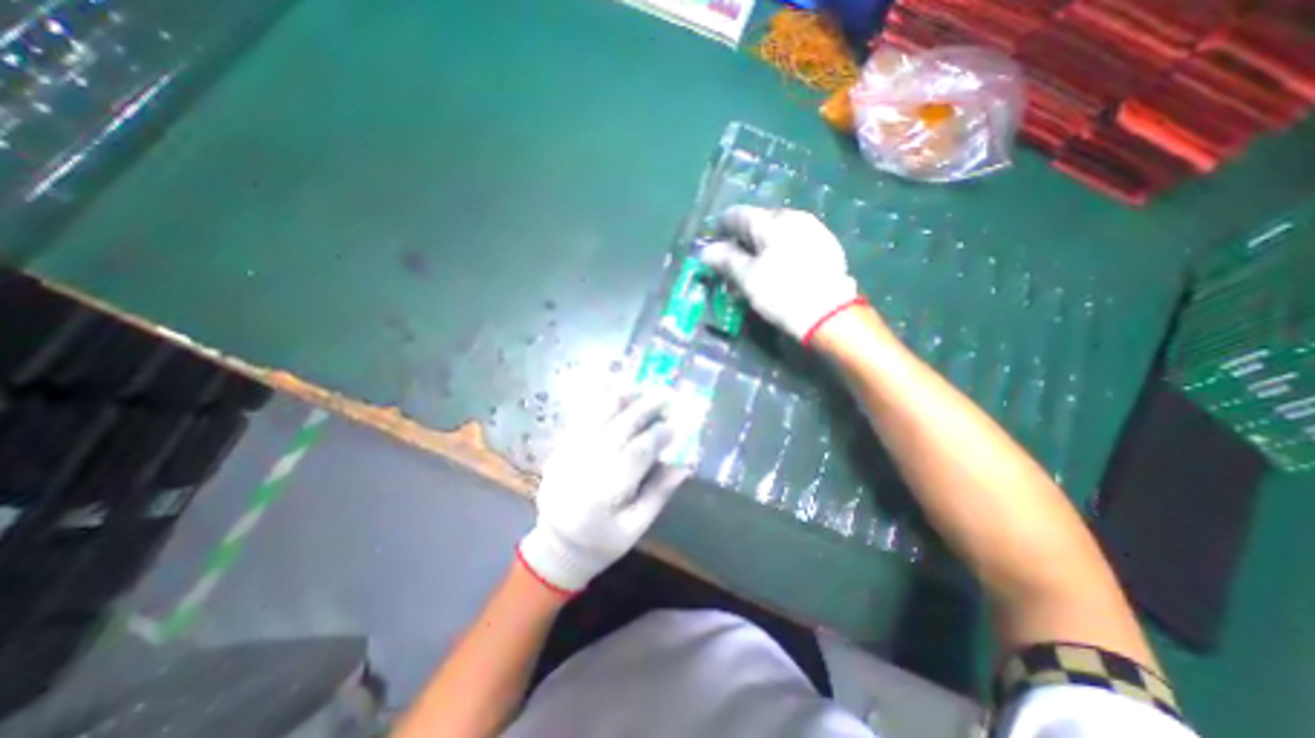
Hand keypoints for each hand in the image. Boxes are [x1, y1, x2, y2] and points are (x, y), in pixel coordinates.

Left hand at [519, 393, 693, 593]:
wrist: (555, 546)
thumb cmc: (601, 542)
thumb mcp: (635, 528)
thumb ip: (659, 493)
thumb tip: (684, 464)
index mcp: (605, 492)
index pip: (637, 453)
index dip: (659, 436)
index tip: (676, 424)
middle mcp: (585, 465)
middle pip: (619, 427)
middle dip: (645, 407)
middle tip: (667, 394)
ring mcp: (569, 452)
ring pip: (597, 415)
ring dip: (623, 398)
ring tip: (644, 389)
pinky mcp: (561, 447)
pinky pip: (583, 416)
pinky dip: (601, 403)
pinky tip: (618, 396)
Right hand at [704, 206, 871, 343]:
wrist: (829, 313)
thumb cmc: (782, 293)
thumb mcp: (747, 278)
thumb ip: (725, 260)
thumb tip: (706, 251)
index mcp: (771, 221)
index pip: (737, 214)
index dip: (721, 228)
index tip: (714, 244)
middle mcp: (793, 216)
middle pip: (759, 222)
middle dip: (743, 240)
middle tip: (734, 261)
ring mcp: (813, 229)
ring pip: (778, 233)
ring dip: (762, 246)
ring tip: (756, 268)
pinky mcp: (826, 245)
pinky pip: (795, 241)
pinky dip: (781, 251)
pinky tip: (780, 269)